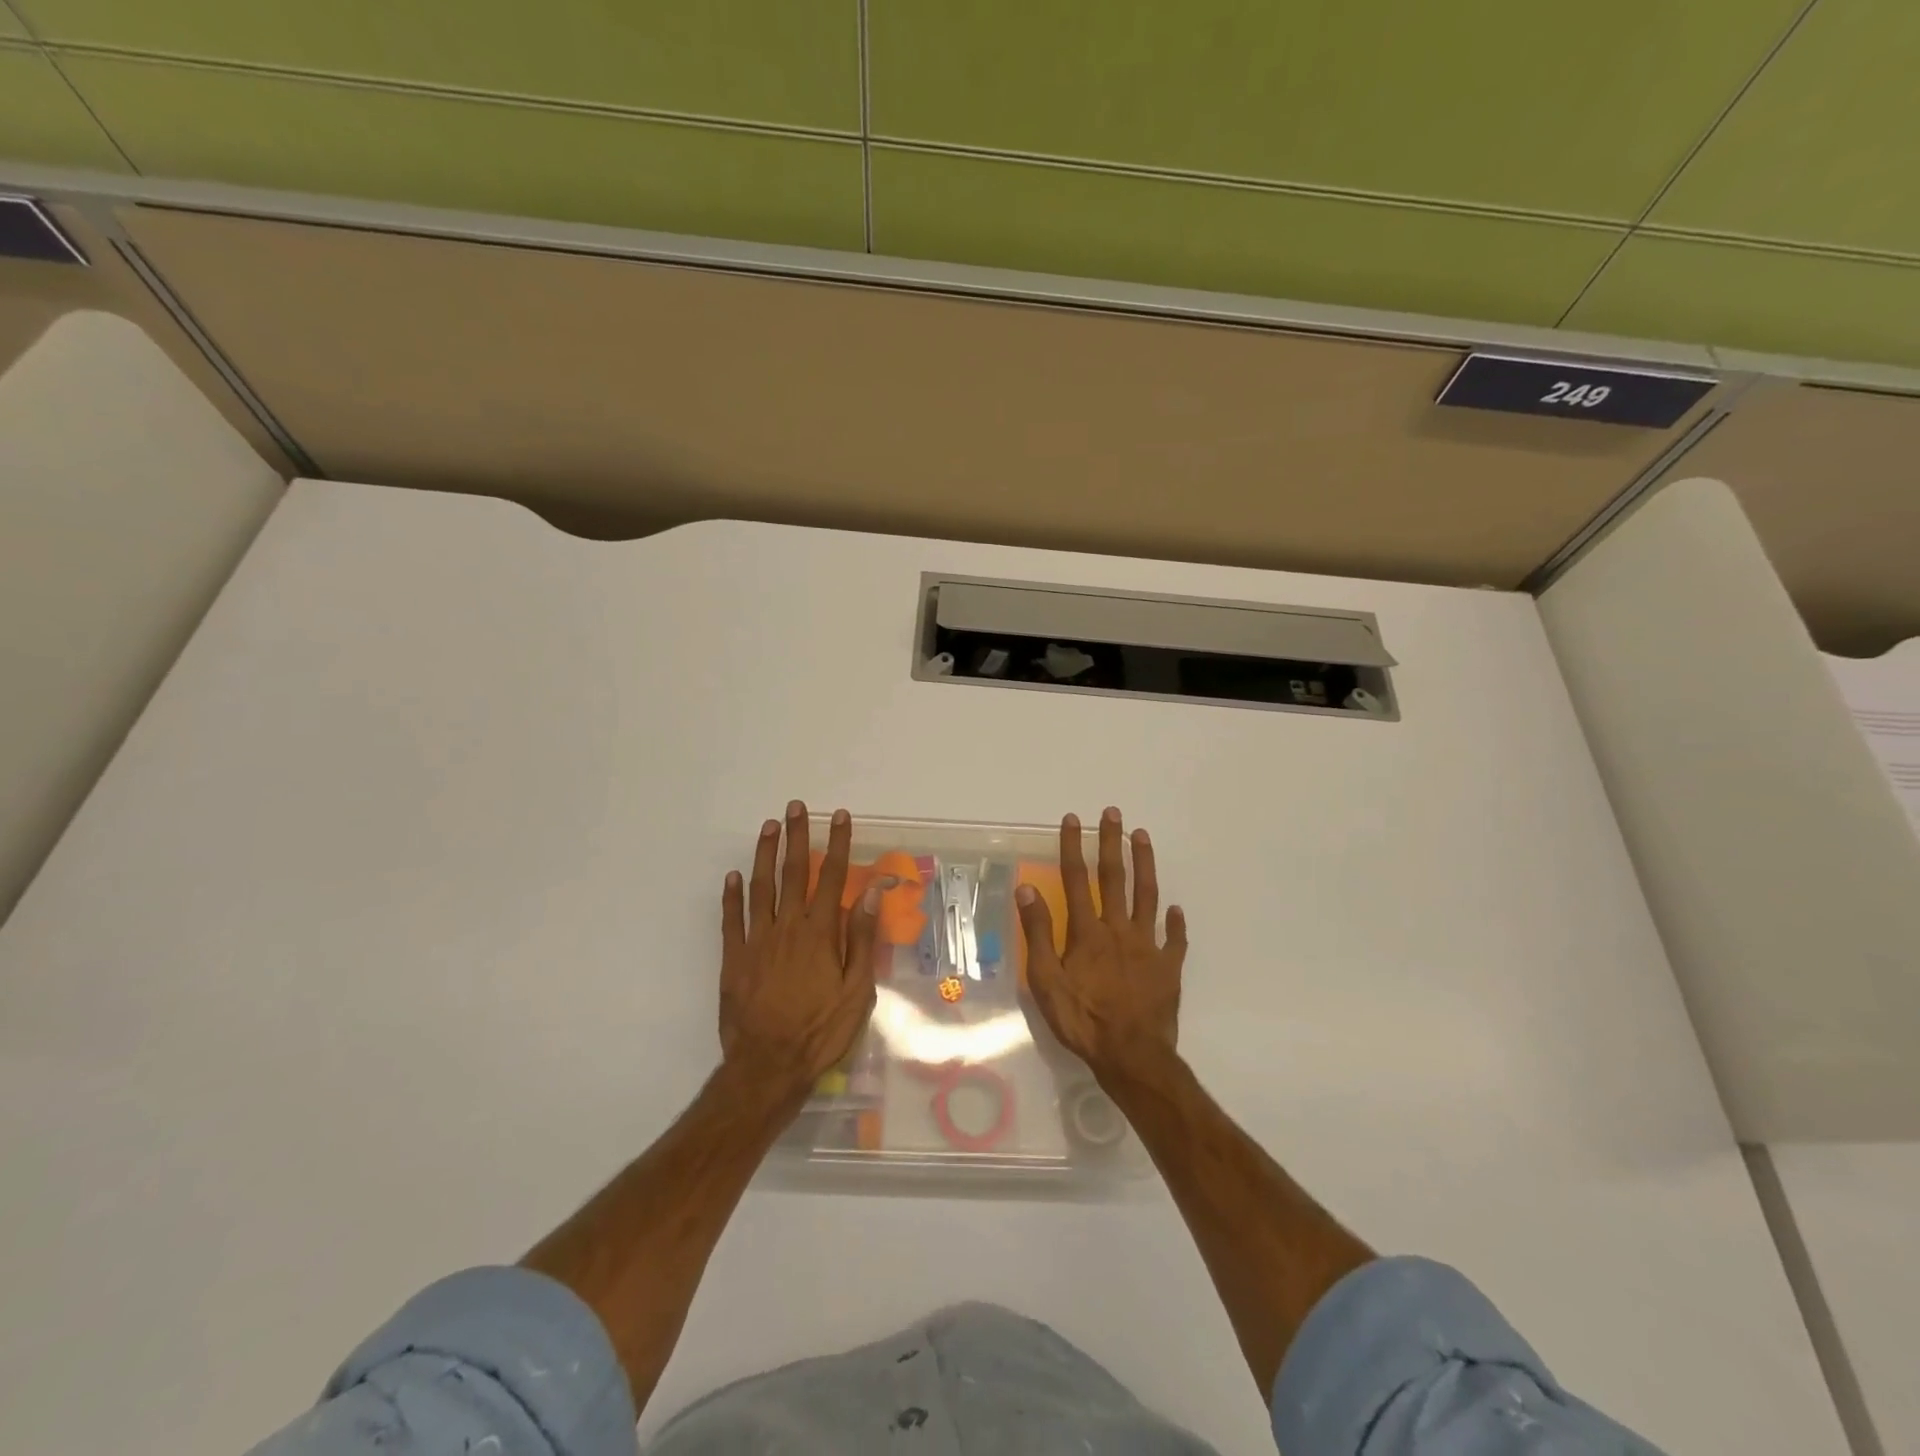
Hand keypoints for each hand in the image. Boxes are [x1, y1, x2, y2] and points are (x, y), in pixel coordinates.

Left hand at [719, 801, 882, 1103]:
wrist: (768, 1066)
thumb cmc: (821, 1031)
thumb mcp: (857, 991)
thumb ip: (861, 939)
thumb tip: (871, 894)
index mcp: (820, 932)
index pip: (833, 877)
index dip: (838, 844)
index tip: (841, 817)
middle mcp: (787, 927)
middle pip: (794, 872)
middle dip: (797, 836)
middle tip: (797, 806)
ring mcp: (756, 941)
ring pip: (760, 887)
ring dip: (766, 854)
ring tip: (769, 827)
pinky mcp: (733, 959)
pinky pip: (731, 919)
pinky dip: (732, 895)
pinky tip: (733, 876)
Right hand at [1016, 806, 1187, 1084]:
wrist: (1132, 1056)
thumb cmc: (1082, 1020)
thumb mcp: (1046, 980)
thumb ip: (1039, 933)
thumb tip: (1028, 888)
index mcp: (1088, 932)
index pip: (1076, 879)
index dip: (1073, 847)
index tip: (1072, 820)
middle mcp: (1119, 929)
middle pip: (1115, 878)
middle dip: (1111, 843)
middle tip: (1113, 812)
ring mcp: (1148, 946)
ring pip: (1148, 896)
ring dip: (1145, 864)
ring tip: (1143, 836)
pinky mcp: (1168, 967)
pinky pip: (1174, 939)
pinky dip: (1176, 923)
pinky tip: (1178, 909)